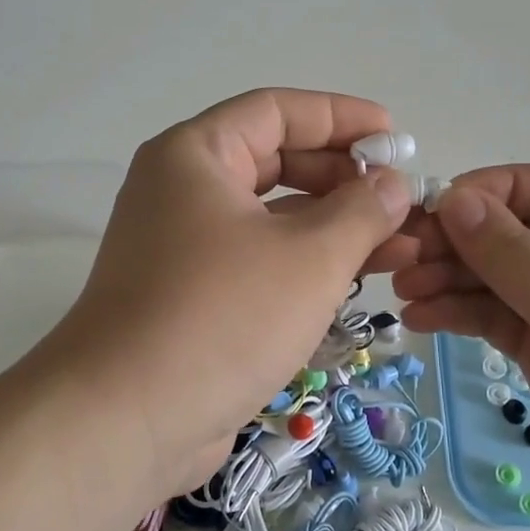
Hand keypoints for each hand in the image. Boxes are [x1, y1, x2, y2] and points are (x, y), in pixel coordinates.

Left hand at [30, 89, 415, 501]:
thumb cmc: (222, 316)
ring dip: (335, 227)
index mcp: (196, 155)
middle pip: (276, 162)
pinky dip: (306, 263)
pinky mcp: (193, 295)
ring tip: (401, 246)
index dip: (341, 117)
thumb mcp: (310, 256)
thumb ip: (362, 210)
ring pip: (272, 217)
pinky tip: (358, 280)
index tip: (395, 136)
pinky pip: (260, 260)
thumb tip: (393, 184)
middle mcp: (184, 190)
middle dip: (344, 179)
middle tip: (401, 201)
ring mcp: (185, 246)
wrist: (128, 419)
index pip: (277, 111)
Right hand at [393, 167, 529, 530]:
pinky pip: (500, 320)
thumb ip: (511, 254)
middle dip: (462, 242)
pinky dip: (461, 315)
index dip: (494, 191)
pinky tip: (421, 317)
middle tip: (402, 255)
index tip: (436, 207)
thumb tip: (452, 199)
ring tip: (403, 290)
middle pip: (521, 234)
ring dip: (453, 279)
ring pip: (503, 279)